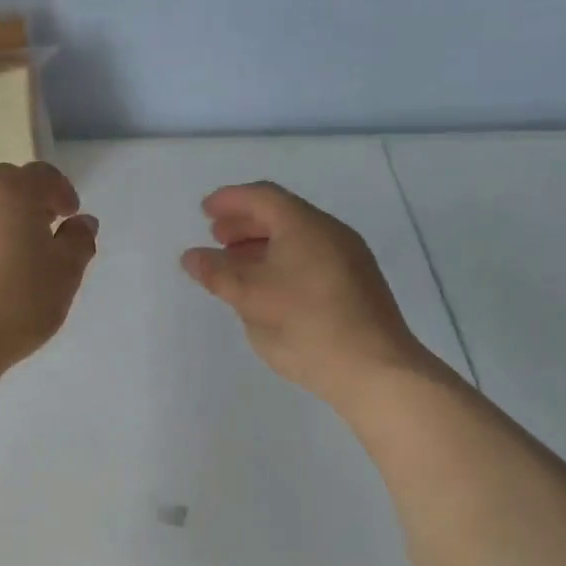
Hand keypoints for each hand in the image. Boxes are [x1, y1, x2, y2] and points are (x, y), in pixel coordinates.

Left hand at [0, 162, 98, 372]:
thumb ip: (78, 243)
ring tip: (9, 258)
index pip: (41, 175)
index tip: (70, 215)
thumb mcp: (64, 277)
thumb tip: (82, 222)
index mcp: (10, 194)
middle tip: (41, 231)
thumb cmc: (15, 306)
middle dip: (26, 200)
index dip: (61, 191)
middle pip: (3, 184)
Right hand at [180, 182, 441, 406]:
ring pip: (298, 239)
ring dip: (263, 245)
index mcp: (305, 225)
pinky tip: (269, 289)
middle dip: (245, 223)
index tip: (204, 211)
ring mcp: (349, 259)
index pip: (262, 197)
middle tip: (217, 238)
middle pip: (282, 215)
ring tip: (236, 265)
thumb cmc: (306, 325)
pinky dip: (282, 262)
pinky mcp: (357, 285)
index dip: (229, 200)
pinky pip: (311, 258)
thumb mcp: (251, 298)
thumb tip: (191, 256)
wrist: (375, 368)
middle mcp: (331, 233)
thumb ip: (217, 273)